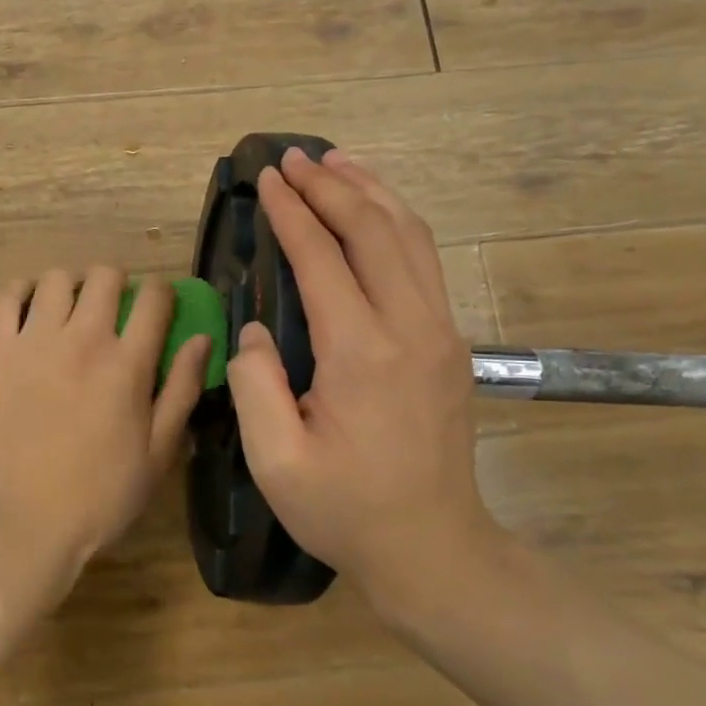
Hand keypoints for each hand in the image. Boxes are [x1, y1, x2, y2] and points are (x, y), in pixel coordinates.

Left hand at [0, 268, 210, 612]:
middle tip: (115, 310)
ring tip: (73, 310)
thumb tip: (202, 338)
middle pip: (104, 276)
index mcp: (127, 364)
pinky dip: (22, 292)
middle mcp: (81, 340)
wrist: (27, 521)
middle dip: (118, 284)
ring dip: (72, 286)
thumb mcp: (159, 452)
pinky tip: (32, 309)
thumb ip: (182, 389)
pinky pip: (6, 298)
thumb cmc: (101, 495)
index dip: (163, 292)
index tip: (160, 306)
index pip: (154, 297)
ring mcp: (34, 342)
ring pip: (56, 278)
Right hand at [226, 149, 500, 622]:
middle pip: (373, 230)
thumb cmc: (345, 509)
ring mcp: (440, 332)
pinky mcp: (450, 343)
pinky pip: (423, 261)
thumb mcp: (275, 460)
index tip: (266, 178)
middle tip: (292, 157)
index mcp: (362, 353)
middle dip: (330, 185)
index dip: (291, 212)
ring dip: (371, 191)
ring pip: (410, 236)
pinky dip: (396, 222)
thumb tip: (254, 328)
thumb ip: (254, 384)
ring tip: (336, 162)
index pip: (322, 257)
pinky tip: (374, 211)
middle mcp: (410, 328)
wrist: (434, 548)